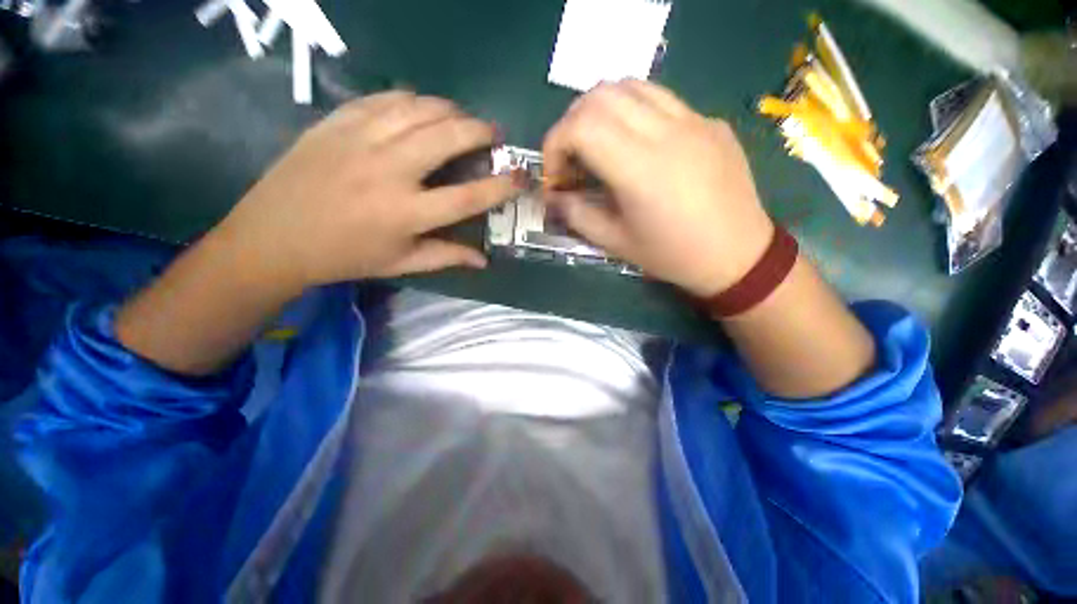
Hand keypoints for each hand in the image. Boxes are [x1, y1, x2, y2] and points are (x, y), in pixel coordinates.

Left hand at [215, 91, 513, 292]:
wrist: (274, 237)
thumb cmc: (346, 256)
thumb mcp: (401, 264)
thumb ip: (447, 257)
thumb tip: (483, 259)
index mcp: (406, 213)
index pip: (469, 197)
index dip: (501, 185)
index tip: (521, 176)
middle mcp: (388, 171)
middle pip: (447, 136)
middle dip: (479, 130)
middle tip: (492, 134)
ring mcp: (360, 140)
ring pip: (419, 108)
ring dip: (450, 110)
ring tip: (462, 119)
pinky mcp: (337, 122)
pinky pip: (385, 98)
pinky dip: (413, 99)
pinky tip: (421, 109)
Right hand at [542, 80, 774, 296]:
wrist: (737, 255)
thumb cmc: (672, 255)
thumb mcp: (616, 243)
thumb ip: (577, 215)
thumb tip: (553, 198)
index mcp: (640, 168)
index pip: (580, 126)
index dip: (555, 144)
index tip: (556, 175)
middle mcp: (666, 132)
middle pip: (601, 95)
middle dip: (572, 124)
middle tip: (572, 159)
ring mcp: (693, 120)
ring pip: (631, 86)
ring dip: (601, 111)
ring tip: (598, 145)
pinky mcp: (709, 121)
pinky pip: (661, 99)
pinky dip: (633, 112)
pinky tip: (636, 143)